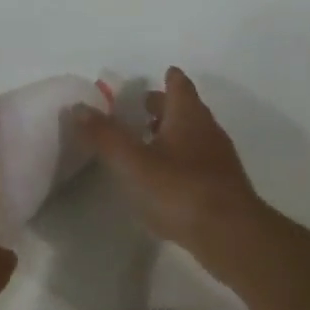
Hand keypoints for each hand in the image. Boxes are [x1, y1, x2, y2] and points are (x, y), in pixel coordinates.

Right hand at [73, 66, 265, 251]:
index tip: (160, 74)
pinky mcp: (222, 186)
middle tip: (142, 107)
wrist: (230, 234)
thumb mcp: (133, 163)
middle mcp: (207, 130)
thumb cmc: (180, 190)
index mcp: (188, 116)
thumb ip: (105, 136)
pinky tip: (166, 177)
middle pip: (187, 109)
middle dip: (166, 106)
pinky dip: (181, 159)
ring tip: (148, 142)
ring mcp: (218, 159)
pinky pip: (198, 161)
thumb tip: (78, 107)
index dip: (169, 79)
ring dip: (173, 133)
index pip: (179, 86)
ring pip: (194, 135)